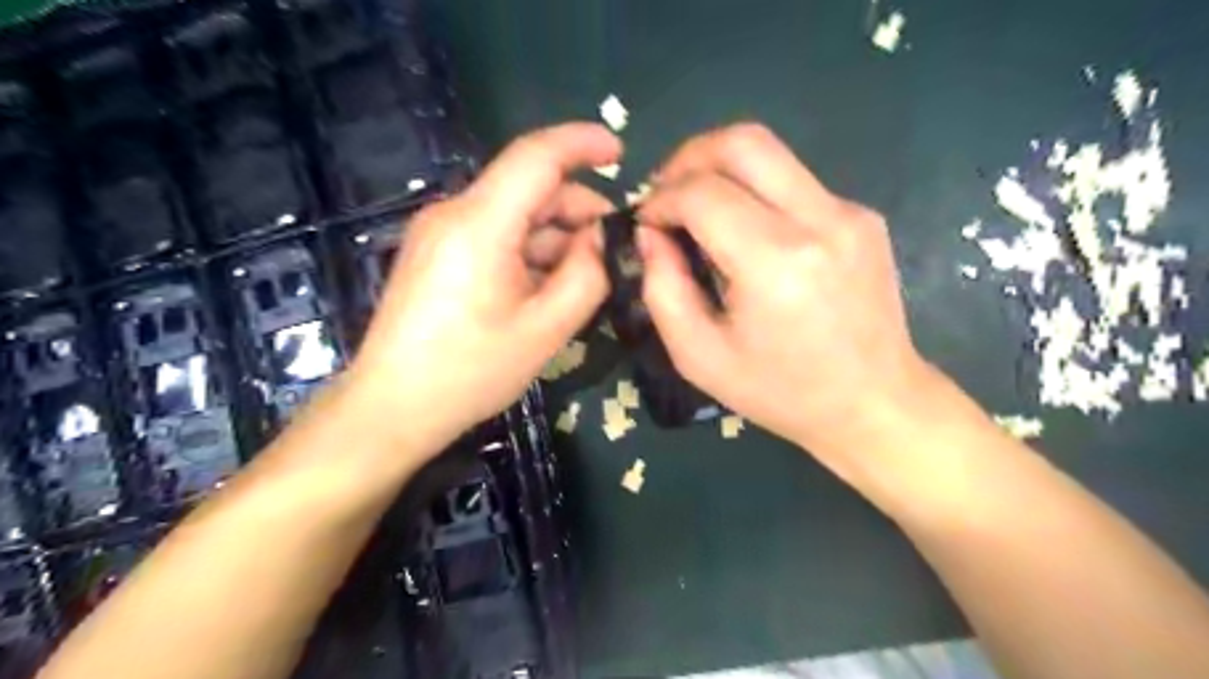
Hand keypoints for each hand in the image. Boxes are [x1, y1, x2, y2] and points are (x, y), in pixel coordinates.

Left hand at [343, 124, 618, 455]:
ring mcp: (440, 232)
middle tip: (613, 248)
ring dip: (555, 234)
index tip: (621, 152)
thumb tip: (604, 238)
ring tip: (584, 276)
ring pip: (514, 213)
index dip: (583, 144)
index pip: (537, 156)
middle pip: (529, 187)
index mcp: (480, 223)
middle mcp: (454, 213)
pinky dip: (530, 249)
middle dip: (577, 208)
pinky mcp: (436, 252)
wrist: (393, 407)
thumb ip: (587, 275)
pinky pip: (495, 234)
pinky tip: (547, 284)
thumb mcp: (546, 329)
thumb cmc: (470, 372)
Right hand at [643, 124, 932, 476]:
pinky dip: (755, 193)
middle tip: (667, 194)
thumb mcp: (699, 356)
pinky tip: (746, 234)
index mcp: (775, 262)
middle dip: (689, 158)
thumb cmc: (781, 392)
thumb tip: (650, 233)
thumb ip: (662, 288)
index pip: (703, 192)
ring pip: (771, 154)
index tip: (646, 224)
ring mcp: (849, 212)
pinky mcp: (863, 216)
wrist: (874, 403)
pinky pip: (794, 182)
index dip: (662, 200)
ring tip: (697, 211)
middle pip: (743, 142)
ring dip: (721, 171)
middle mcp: (820, 220)